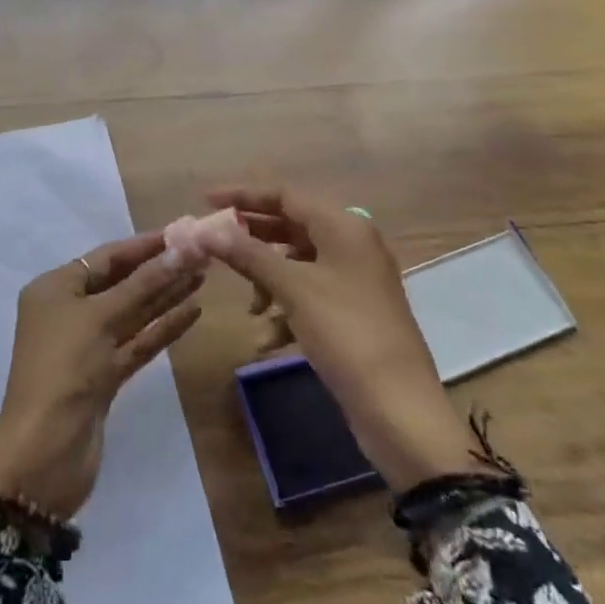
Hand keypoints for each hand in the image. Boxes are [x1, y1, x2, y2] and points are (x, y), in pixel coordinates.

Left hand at [0, 232, 204, 518]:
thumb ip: (144, 284)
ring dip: (165, 296)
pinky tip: (192, 312)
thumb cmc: (65, 369)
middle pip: (121, 283)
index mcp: (55, 289)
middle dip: (159, 269)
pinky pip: (137, 342)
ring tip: (203, 277)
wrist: (44, 454)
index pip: (106, 257)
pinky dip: (162, 328)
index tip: (182, 233)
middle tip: (201, 254)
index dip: (144, 245)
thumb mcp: (102, 317)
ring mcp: (87, 346)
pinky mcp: (104, 376)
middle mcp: (69, 312)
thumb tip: (182, 249)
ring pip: (132, 313)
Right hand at [202, 186, 479, 491]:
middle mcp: (352, 244)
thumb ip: (247, 254)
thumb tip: (205, 231)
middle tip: (215, 246)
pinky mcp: (353, 312)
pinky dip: (287, 310)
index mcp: (343, 226)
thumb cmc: (345, 333)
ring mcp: (355, 280)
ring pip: (297, 264)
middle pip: (290, 227)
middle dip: (252, 241)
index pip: (285, 195)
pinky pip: (310, 295)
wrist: (399, 408)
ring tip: (251, 308)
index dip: (243, 195)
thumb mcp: (292, 288)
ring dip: (268, 281)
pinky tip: (269, 340)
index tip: (205, 200)